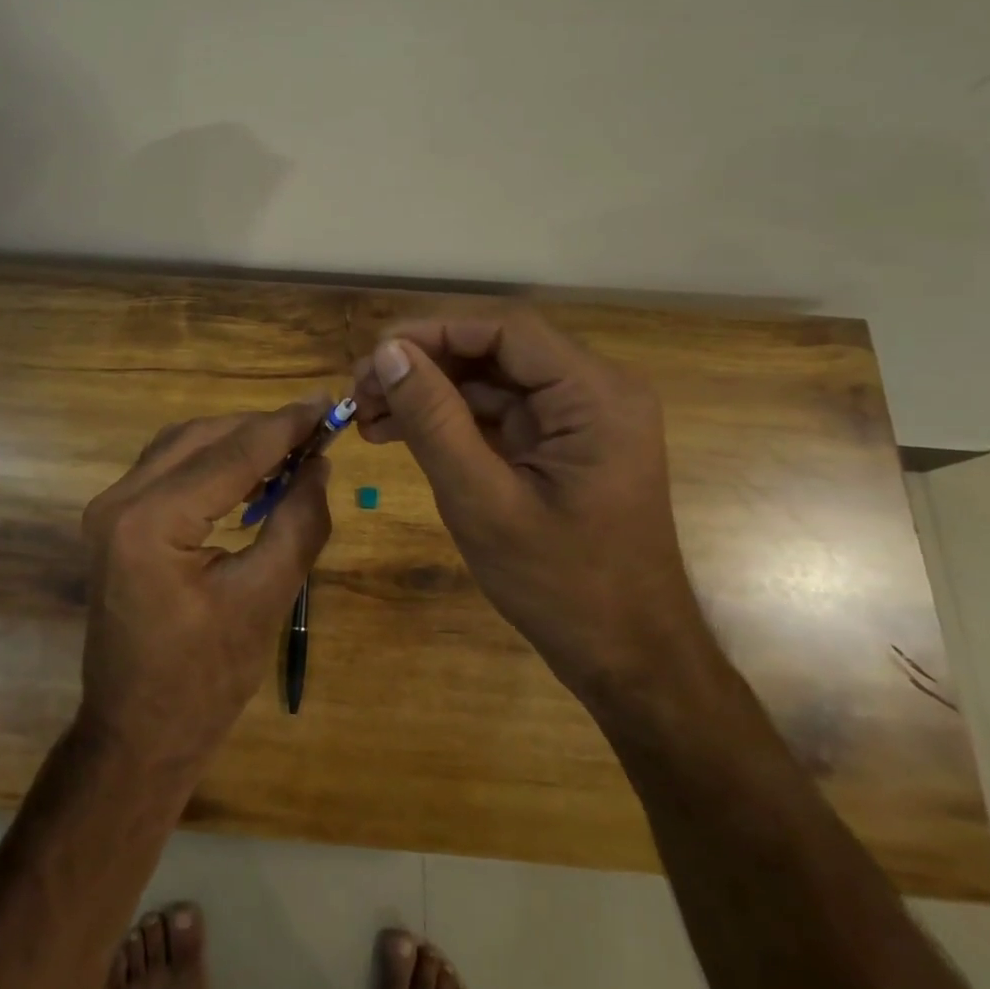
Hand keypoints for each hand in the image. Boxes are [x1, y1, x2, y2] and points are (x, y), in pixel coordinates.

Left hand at [76, 401, 333, 775]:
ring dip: (236, 441)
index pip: (232, 454)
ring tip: (291, 448)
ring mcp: (110, 509)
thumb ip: (299, 522)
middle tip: (316, 428)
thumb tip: (319, 464)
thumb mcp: (266, 600)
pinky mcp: (115, 521)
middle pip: (202, 438)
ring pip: (183, 446)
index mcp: (151, 521)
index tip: (329, 403)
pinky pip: (169, 469)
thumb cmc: (204, 681)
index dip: (285, 426)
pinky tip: (251, 475)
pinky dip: (212, 462)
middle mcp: (120, 500)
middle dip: (261, 428)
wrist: (136, 736)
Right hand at [351, 310, 712, 707]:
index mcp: (595, 395)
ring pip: (490, 379)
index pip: (506, 329)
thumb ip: (434, 421)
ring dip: (428, 392)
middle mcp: (594, 391)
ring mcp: (578, 418)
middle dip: (424, 364)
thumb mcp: (483, 502)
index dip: (433, 332)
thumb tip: (388, 352)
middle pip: (495, 349)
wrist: (627, 659)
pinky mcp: (560, 443)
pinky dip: (448, 419)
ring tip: (367, 415)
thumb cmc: (562, 586)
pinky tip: (397, 433)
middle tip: (362, 390)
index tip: (374, 354)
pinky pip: (497, 413)